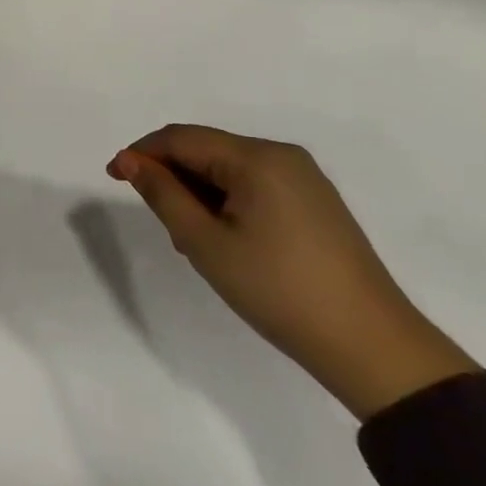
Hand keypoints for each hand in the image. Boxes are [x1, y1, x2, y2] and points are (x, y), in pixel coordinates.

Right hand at [109, 125, 477, 419]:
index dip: (142, 152)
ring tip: (191, 239)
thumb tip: (130, 161)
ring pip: (229, 169)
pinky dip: (228, 202)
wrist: (372, 347)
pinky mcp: (316, 202)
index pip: (182, 137)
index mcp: (257, 157)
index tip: (113, 176)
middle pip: (207, 149)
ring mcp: (304, 178)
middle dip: (173, 176)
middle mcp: (282, 155)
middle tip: (160, 222)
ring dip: (199, 192)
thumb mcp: (206, 244)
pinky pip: (255, 185)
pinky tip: (225, 239)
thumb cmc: (278, 290)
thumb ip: (163, 195)